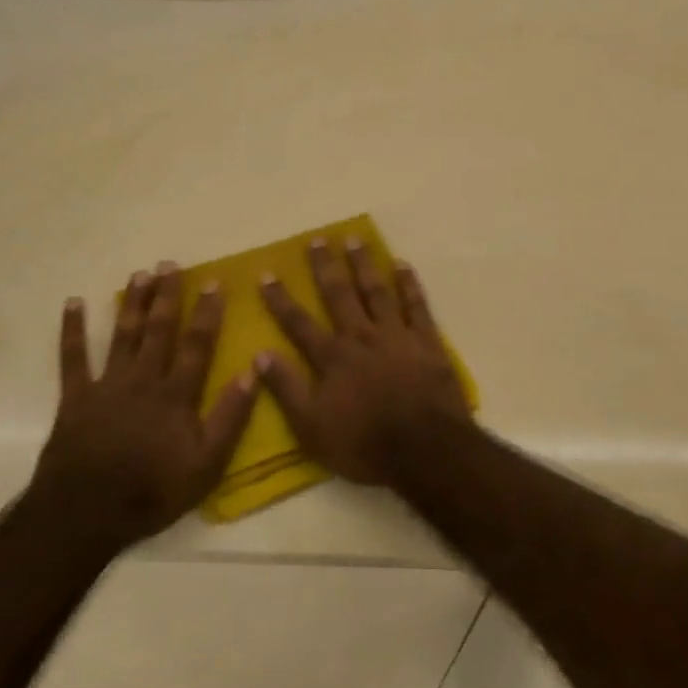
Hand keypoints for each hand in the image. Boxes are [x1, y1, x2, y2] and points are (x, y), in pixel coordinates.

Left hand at [31, 265, 257, 549]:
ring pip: (122, 335)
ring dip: (131, 302)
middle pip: (158, 330)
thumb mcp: (207, 464)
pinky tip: (74, 302)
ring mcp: (107, 385)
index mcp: (176, 394)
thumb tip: (253, 371)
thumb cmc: (153, 491)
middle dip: (167, 296)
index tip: (213, 282)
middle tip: (170, 264)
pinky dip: (73, 330)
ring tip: (139, 274)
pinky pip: (73, 357)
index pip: (197, 344)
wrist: (85, 513)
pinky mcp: (76, 397)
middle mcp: (143, 380)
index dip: (207, 312)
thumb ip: (230, 416)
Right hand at [256, 238, 471, 484]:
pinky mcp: (427, 342)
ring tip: (354, 239)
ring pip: (376, 291)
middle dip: (325, 267)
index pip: (299, 323)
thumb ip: (287, 389)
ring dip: (364, 264)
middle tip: (317, 239)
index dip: (281, 299)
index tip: (266, 273)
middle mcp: (362, 337)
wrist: (425, 448)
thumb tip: (259, 354)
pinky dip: (409, 284)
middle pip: (339, 295)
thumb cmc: (364, 443)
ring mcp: (397, 336)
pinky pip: (417, 305)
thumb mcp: (312, 427)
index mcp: (333, 358)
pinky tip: (402, 265)